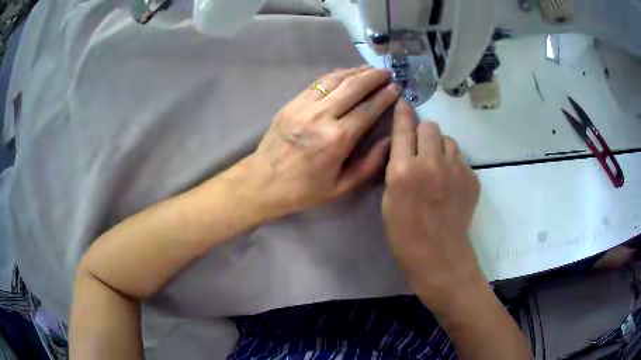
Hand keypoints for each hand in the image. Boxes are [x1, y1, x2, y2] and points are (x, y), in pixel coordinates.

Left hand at [226, 66, 399, 219]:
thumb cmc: (303, 190)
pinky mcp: (291, 103)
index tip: (396, 87)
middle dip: (373, 77)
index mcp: (337, 139)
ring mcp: (304, 106)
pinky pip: (317, 83)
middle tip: (387, 72)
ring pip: (334, 80)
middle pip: (353, 87)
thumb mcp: (341, 187)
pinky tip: (345, 75)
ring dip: (354, 71)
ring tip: (369, 69)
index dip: (384, 96)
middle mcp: (322, 116)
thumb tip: (389, 140)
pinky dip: (334, 76)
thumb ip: (368, 164)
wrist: (262, 182)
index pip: (368, 109)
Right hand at [382, 101, 481, 311]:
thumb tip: (404, 147)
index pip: (404, 128)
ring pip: (448, 140)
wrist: (439, 256)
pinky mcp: (472, 178)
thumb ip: (396, 167)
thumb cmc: (405, 233)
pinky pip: (460, 159)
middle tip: (421, 150)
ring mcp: (455, 170)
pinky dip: (453, 165)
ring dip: (440, 147)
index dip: (403, 113)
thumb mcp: (388, 199)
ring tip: (437, 167)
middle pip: (430, 126)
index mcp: (403, 171)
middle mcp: (430, 164)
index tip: (403, 103)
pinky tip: (450, 184)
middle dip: (424, 133)